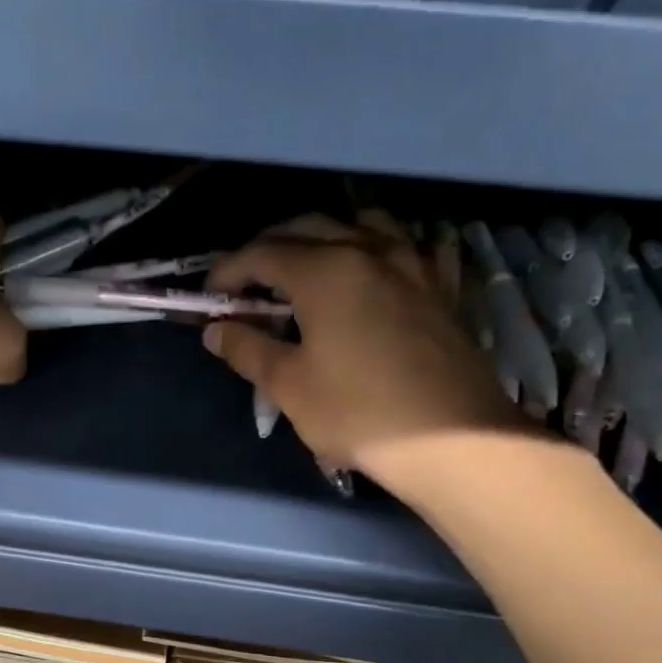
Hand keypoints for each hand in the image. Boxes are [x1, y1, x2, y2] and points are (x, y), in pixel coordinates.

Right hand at [204, 212, 522, 476]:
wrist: (451, 439)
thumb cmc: (357, 413)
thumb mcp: (289, 387)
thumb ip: (248, 350)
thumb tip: (216, 329)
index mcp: (324, 271)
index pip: (262, 253)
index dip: (228, 271)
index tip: (210, 296)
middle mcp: (368, 250)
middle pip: (308, 228)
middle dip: (270, 248)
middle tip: (249, 283)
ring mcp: (412, 263)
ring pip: (361, 224)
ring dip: (325, 237)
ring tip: (309, 267)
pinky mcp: (440, 286)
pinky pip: (406, 246)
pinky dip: (379, 248)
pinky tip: (376, 269)